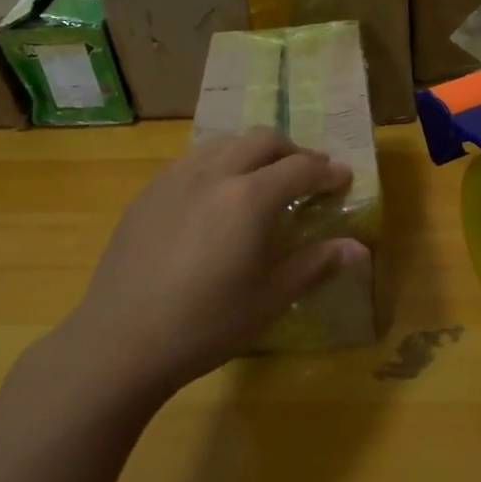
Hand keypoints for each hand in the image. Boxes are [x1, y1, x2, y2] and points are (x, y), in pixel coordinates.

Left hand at [47, 129, 366, 405]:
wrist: (120, 341)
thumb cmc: (207, 324)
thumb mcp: (270, 298)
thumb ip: (316, 264)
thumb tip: (360, 249)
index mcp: (249, 197)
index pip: (300, 168)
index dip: (327, 172)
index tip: (344, 179)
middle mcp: (213, 173)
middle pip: (262, 140)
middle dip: (293, 152)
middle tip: (308, 176)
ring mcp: (175, 178)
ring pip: (225, 143)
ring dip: (254, 152)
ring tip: (264, 180)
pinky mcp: (148, 193)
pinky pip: (193, 160)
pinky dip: (219, 164)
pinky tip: (216, 197)